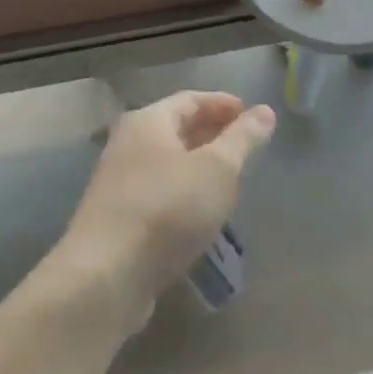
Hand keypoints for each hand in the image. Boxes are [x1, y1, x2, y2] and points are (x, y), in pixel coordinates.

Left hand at [56, 91, 273, 332]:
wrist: (107, 274)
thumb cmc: (168, 209)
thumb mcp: (217, 169)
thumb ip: (242, 139)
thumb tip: (265, 111)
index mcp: (148, 122)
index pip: (190, 99)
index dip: (223, 104)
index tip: (253, 116)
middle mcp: (128, 144)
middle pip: (176, 128)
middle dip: (212, 133)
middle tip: (246, 146)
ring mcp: (119, 182)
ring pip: (167, 162)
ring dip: (199, 165)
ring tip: (231, 178)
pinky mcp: (119, 216)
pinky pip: (159, 191)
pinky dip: (184, 191)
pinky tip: (202, 211)